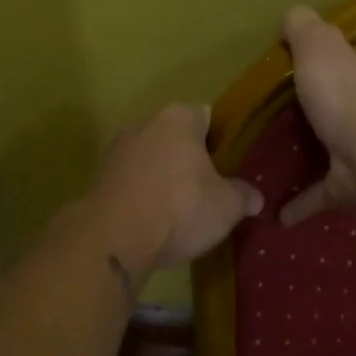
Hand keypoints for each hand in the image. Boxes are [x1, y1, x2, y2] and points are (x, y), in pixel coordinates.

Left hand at [97, 103, 262, 272]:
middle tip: (210, 190)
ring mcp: (117, 150)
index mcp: (179, 117)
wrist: (115, 237)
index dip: (222, 141)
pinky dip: (144, 195)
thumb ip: (244, 196)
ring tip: (182, 211)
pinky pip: (133, 182)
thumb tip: (256, 198)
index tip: (231, 167)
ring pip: (152, 160)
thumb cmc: (181, 206)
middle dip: (192, 160)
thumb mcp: (227, 205)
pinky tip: (155, 221)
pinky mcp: (99, 178)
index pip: (208, 117)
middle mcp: (145, 124)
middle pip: (177, 138)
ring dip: (165, 179)